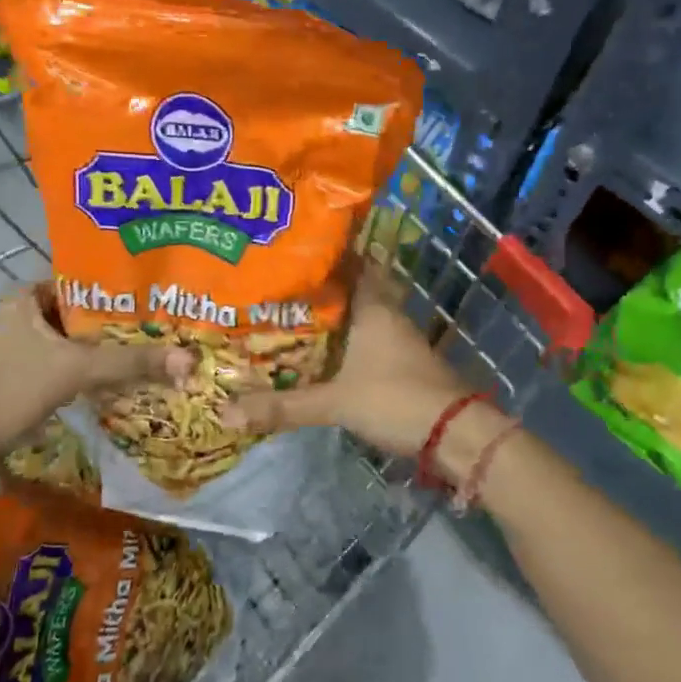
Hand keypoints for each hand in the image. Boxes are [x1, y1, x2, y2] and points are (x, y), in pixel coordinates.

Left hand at [0, 284, 189, 456]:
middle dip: (117, 322)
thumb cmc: (12, 390)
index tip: (155, 296)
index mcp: (25, 299)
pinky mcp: (19, 380)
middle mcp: (19, 317)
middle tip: (161, 326)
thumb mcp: (77, 369)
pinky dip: (88, 371)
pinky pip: (64, 366)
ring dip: (104, 349)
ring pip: (73, 342)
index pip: (81, 281)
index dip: (118, 288)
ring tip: (149, 350)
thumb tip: (189, 359)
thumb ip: (131, 362)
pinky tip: (118, 380)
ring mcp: (17, 350)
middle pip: (80, 314)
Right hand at [222, 268, 473, 458]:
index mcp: (373, 307)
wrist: (454, 432)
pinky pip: (369, 340)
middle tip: (283, 285)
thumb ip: (283, 406)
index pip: (352, 264)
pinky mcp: (404, 363)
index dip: (327, 254)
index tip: (295, 248)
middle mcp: (388, 315)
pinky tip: (325, 353)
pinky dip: (348, 341)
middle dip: (323, 287)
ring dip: (335, 316)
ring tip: (294, 316)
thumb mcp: (334, 403)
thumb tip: (226, 412)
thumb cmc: (395, 399)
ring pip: (362, 316)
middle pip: (354, 289)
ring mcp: (400, 339)